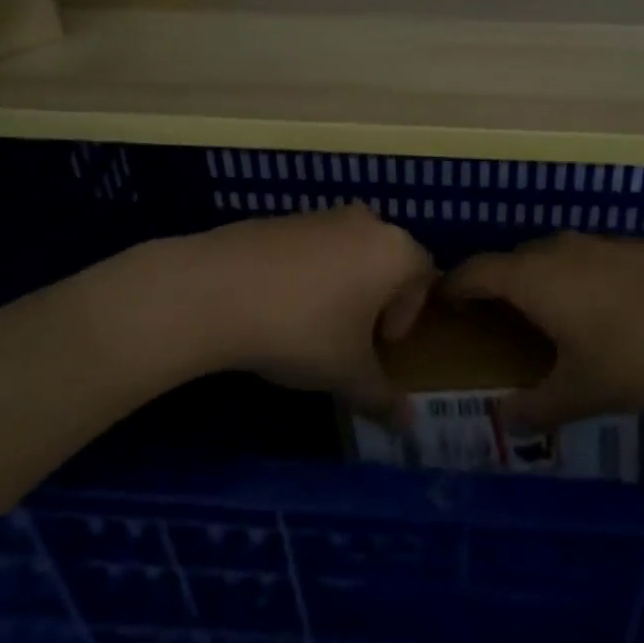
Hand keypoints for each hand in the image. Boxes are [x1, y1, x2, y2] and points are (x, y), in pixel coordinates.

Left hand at [153, 205, 434, 421]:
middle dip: (377, 298)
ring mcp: (320, 214)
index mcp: (394, 250)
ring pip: (348, 251)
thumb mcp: (347, 373)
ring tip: (313, 325)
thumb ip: (382, 397)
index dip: (409, 313)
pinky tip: (279, 306)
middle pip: (386, 259)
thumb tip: (409, 427)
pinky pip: (311, 247)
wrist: (219, 289)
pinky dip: (308, 273)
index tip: (382, 344)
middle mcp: (364, 222)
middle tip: (353, 336)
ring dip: (343, 285)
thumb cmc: (303, 329)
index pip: (424, 274)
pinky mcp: (282, 218)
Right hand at [441, 234, 643, 430]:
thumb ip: (537, 408)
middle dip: (494, 289)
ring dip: (536, 284)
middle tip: (492, 326)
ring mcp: (597, 244)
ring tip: (545, 322)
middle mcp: (557, 250)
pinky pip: (583, 261)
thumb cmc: (639, 351)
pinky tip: (599, 314)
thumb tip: (502, 423)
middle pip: (509, 262)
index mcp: (531, 278)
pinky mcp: (632, 247)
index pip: (473, 272)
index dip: (452, 288)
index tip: (442, 309)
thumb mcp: (583, 391)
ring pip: (549, 259)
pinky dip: (572, 281)